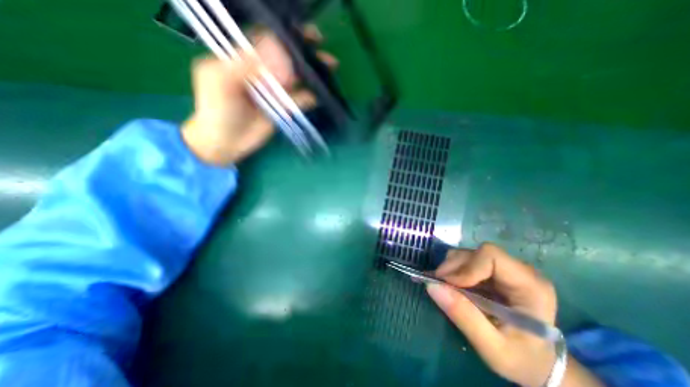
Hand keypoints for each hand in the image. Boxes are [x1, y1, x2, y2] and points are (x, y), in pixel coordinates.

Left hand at [182, 25, 336, 164]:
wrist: (225, 142)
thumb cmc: (215, 109)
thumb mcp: (220, 81)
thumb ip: (245, 64)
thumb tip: (277, 50)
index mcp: (243, 59)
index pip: (267, 39)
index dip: (285, 34)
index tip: (304, 33)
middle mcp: (262, 72)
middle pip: (286, 58)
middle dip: (304, 52)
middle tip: (323, 49)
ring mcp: (274, 91)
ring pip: (296, 78)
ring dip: (311, 73)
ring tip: (329, 67)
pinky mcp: (282, 108)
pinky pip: (298, 100)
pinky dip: (309, 97)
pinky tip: (318, 96)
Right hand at [430, 245, 601, 386]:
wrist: (538, 364)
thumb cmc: (522, 360)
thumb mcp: (493, 349)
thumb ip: (464, 316)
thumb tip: (432, 286)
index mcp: (530, 286)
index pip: (491, 256)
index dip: (467, 266)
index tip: (449, 284)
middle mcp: (519, 270)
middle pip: (477, 253)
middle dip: (454, 267)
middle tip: (439, 285)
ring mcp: (505, 269)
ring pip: (469, 254)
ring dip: (451, 268)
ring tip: (445, 286)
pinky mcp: (493, 271)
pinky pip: (467, 261)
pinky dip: (453, 270)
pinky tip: (451, 285)